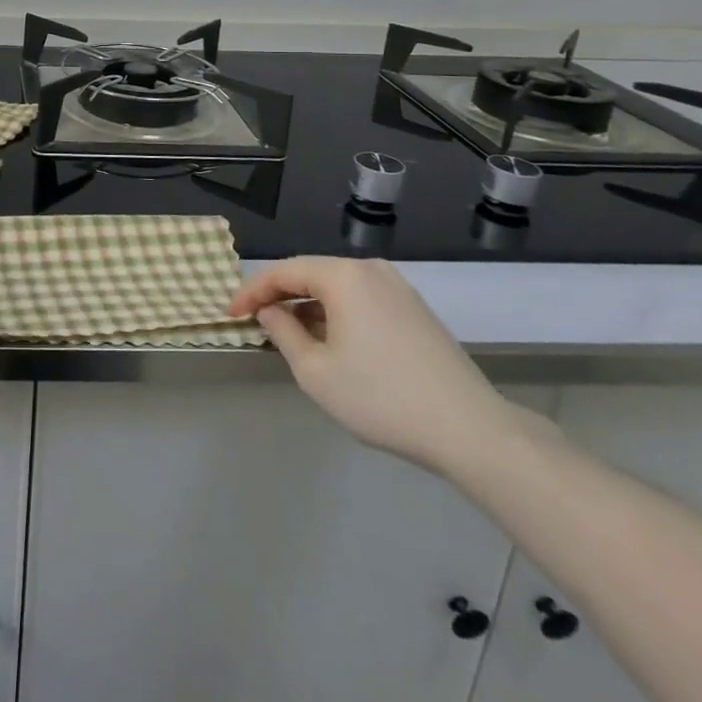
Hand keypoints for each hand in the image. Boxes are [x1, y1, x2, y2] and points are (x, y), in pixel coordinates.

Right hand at [229, 257, 525, 473]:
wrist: (470, 430)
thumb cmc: (381, 398)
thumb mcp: (315, 371)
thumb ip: (283, 333)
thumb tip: (271, 312)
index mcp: (344, 276)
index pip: (284, 272)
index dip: (252, 292)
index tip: (230, 314)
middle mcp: (371, 271)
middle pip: (311, 274)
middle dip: (280, 297)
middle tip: (255, 321)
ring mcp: (398, 289)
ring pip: (337, 288)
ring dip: (308, 307)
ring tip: (289, 335)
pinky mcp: (416, 311)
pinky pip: (361, 300)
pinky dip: (337, 314)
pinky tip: (330, 342)